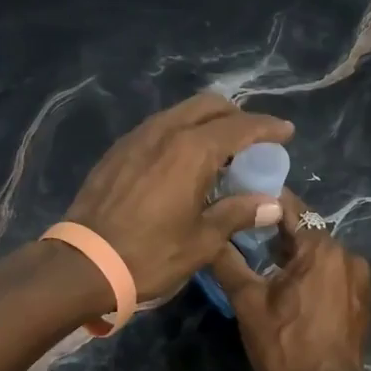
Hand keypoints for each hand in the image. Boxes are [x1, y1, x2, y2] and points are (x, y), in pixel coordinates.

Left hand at [64, 93, 293, 303]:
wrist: (83, 264)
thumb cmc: (150, 255)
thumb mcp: (202, 241)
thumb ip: (238, 213)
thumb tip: (271, 204)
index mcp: (192, 150)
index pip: (240, 126)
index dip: (267, 127)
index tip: (286, 132)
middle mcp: (165, 132)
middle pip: (209, 106)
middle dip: (236, 116)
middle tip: (253, 141)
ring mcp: (137, 138)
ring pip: (181, 113)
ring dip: (206, 123)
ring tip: (220, 152)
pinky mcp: (118, 151)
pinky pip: (159, 128)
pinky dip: (181, 134)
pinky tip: (183, 163)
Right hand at [209, 192, 370, 370]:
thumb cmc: (286, 347)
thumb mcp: (249, 304)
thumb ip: (229, 263)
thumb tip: (209, 235)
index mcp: (322, 248)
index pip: (290, 206)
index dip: (263, 199)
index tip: (237, 197)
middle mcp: (348, 254)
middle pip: (305, 230)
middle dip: (274, 231)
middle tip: (241, 235)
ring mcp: (359, 279)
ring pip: (318, 253)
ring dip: (292, 255)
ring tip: (260, 263)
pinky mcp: (361, 300)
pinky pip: (331, 273)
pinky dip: (310, 273)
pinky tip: (288, 289)